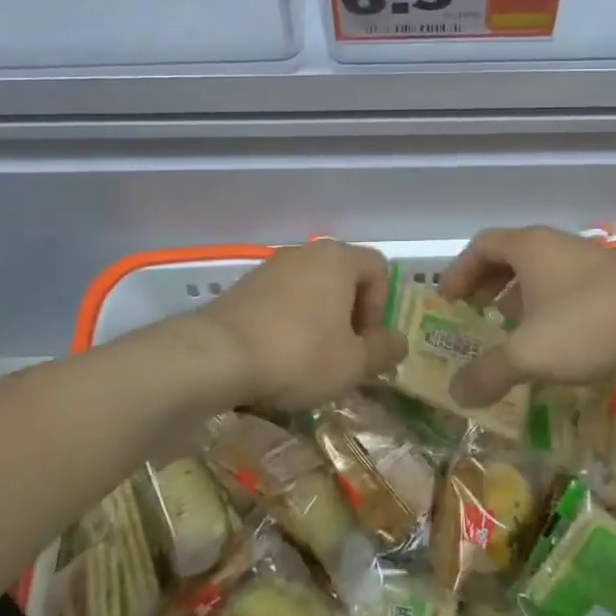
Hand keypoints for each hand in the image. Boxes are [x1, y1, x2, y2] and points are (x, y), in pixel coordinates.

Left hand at [199, 240, 405, 410]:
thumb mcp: (353, 363)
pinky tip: (278, 357)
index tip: (365, 342)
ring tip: (309, 360)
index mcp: (338, 258)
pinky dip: (288, 323)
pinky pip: (281, 300)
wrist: (216, 356)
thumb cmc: (298, 354)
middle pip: (343, 278)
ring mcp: (270, 266)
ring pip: (310, 290)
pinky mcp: (244, 286)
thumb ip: (383, 350)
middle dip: (349, 316)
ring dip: (318, 321)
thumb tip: (399, 342)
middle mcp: (305, 252)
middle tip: (343, 354)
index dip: (380, 307)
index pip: (378, 269)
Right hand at [440, 227, 615, 407]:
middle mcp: (556, 244)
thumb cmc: (591, 323)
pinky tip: (557, 342)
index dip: (458, 271)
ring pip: (541, 273)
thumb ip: (490, 372)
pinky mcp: (615, 280)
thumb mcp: (531, 354)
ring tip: (511, 332)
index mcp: (529, 247)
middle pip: (509, 256)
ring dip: (519, 299)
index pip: (481, 246)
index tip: (447, 300)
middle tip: (474, 314)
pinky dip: (549, 308)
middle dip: (487, 285)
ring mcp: (588, 259)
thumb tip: (456, 393)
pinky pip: (566, 287)